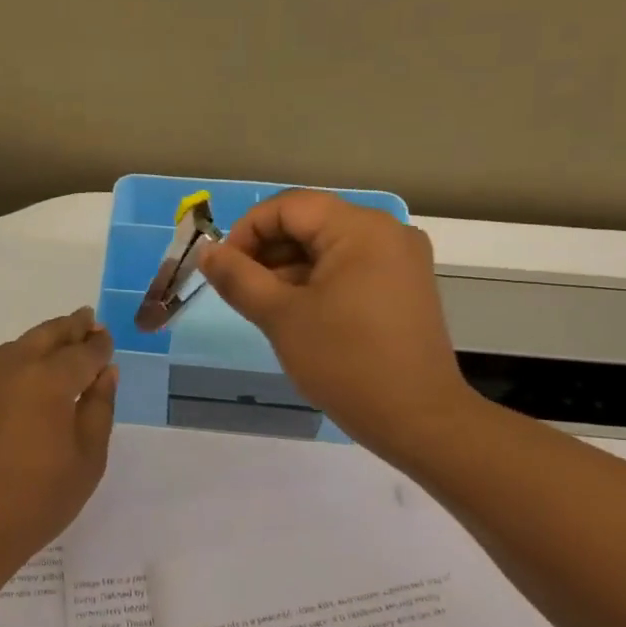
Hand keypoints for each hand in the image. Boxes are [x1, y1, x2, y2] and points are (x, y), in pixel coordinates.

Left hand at [0, 307, 117, 587]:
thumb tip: (105, 372)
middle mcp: (10, 368)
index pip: (83, 351)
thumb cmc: (37, 501)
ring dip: (38, 344)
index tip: (107, 340)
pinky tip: (16, 386)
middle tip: (85, 320)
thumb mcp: (87, 459)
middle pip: (46, 335)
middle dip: (70, 327)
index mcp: (49, 380)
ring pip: (14, 348)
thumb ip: (100, 408)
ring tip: (54, 349)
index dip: (99, 345)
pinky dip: (9, 369)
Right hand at [199, 191, 474, 457]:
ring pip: (329, 247)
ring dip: (290, 269)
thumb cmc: (345, 363)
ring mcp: (401, 260)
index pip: (289, 206)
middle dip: (268, 251)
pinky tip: (298, 314)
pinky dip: (318, 282)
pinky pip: (351, 268)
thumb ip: (238, 278)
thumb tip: (207, 253)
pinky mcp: (405, 287)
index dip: (248, 230)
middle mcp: (387, 232)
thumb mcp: (281, 317)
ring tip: (265, 307)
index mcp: (361, 229)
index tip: (223, 269)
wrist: (418, 420)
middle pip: (311, 223)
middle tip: (240, 290)